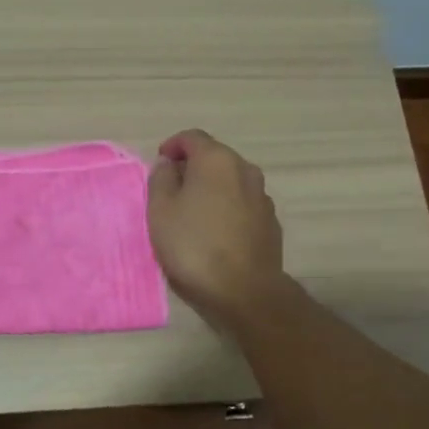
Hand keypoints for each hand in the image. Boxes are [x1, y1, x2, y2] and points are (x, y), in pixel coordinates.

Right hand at [147, 129, 285, 326]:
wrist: (244, 291)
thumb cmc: (194, 245)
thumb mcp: (160, 211)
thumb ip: (161, 180)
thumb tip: (168, 164)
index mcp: (217, 160)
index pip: (192, 137)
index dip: (172, 147)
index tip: (158, 165)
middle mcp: (245, 169)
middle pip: (214, 157)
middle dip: (191, 168)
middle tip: (170, 191)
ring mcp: (262, 196)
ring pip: (230, 181)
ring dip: (211, 189)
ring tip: (192, 213)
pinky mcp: (270, 222)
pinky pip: (242, 203)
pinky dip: (226, 207)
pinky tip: (214, 232)